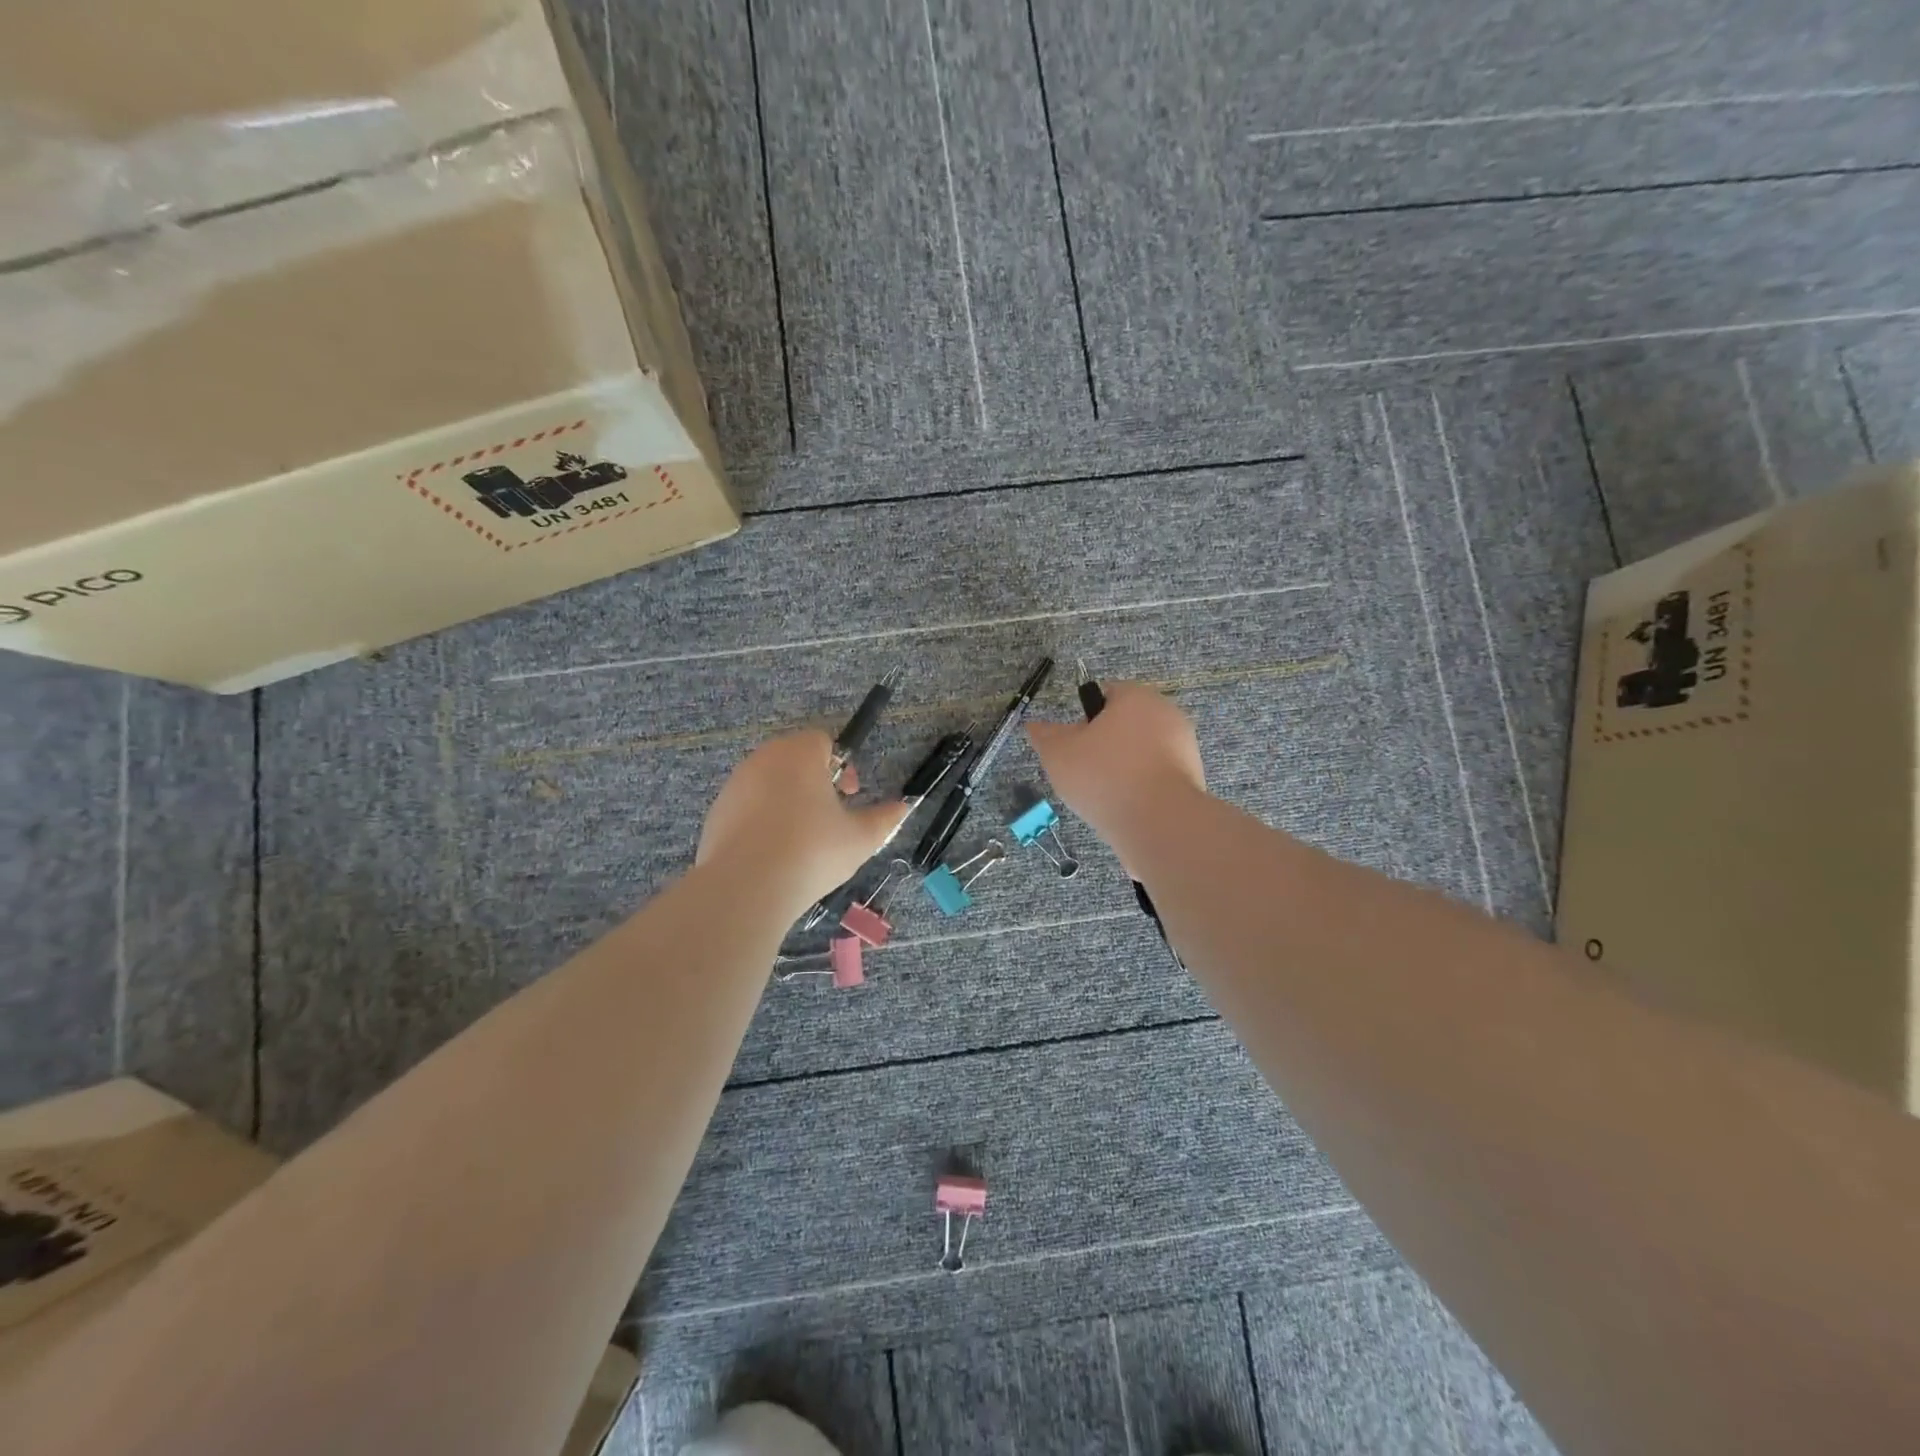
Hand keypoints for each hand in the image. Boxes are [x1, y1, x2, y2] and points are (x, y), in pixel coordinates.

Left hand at [697, 731, 908, 910]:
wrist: (746, 888)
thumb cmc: (812, 851)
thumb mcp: (861, 838)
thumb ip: (884, 818)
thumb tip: (901, 808)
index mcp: (799, 754)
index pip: (823, 740)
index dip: (843, 766)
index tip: (851, 796)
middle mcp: (763, 759)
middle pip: (794, 758)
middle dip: (815, 781)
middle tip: (830, 817)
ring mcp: (735, 785)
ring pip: (769, 782)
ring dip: (788, 800)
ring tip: (801, 839)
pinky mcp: (716, 812)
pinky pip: (747, 807)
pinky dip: (763, 820)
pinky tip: (773, 854)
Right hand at [1026, 682, 1205, 869]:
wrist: (1159, 823)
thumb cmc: (1104, 776)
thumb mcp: (1058, 753)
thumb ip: (1045, 735)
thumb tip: (1035, 725)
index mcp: (1136, 696)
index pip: (1106, 694)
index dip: (1085, 718)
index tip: (1074, 745)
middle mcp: (1166, 713)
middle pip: (1126, 723)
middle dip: (1105, 744)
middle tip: (1085, 771)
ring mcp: (1184, 746)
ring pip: (1142, 752)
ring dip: (1124, 768)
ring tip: (1106, 795)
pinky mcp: (1194, 778)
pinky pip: (1157, 777)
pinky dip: (1142, 788)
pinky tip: (1128, 808)